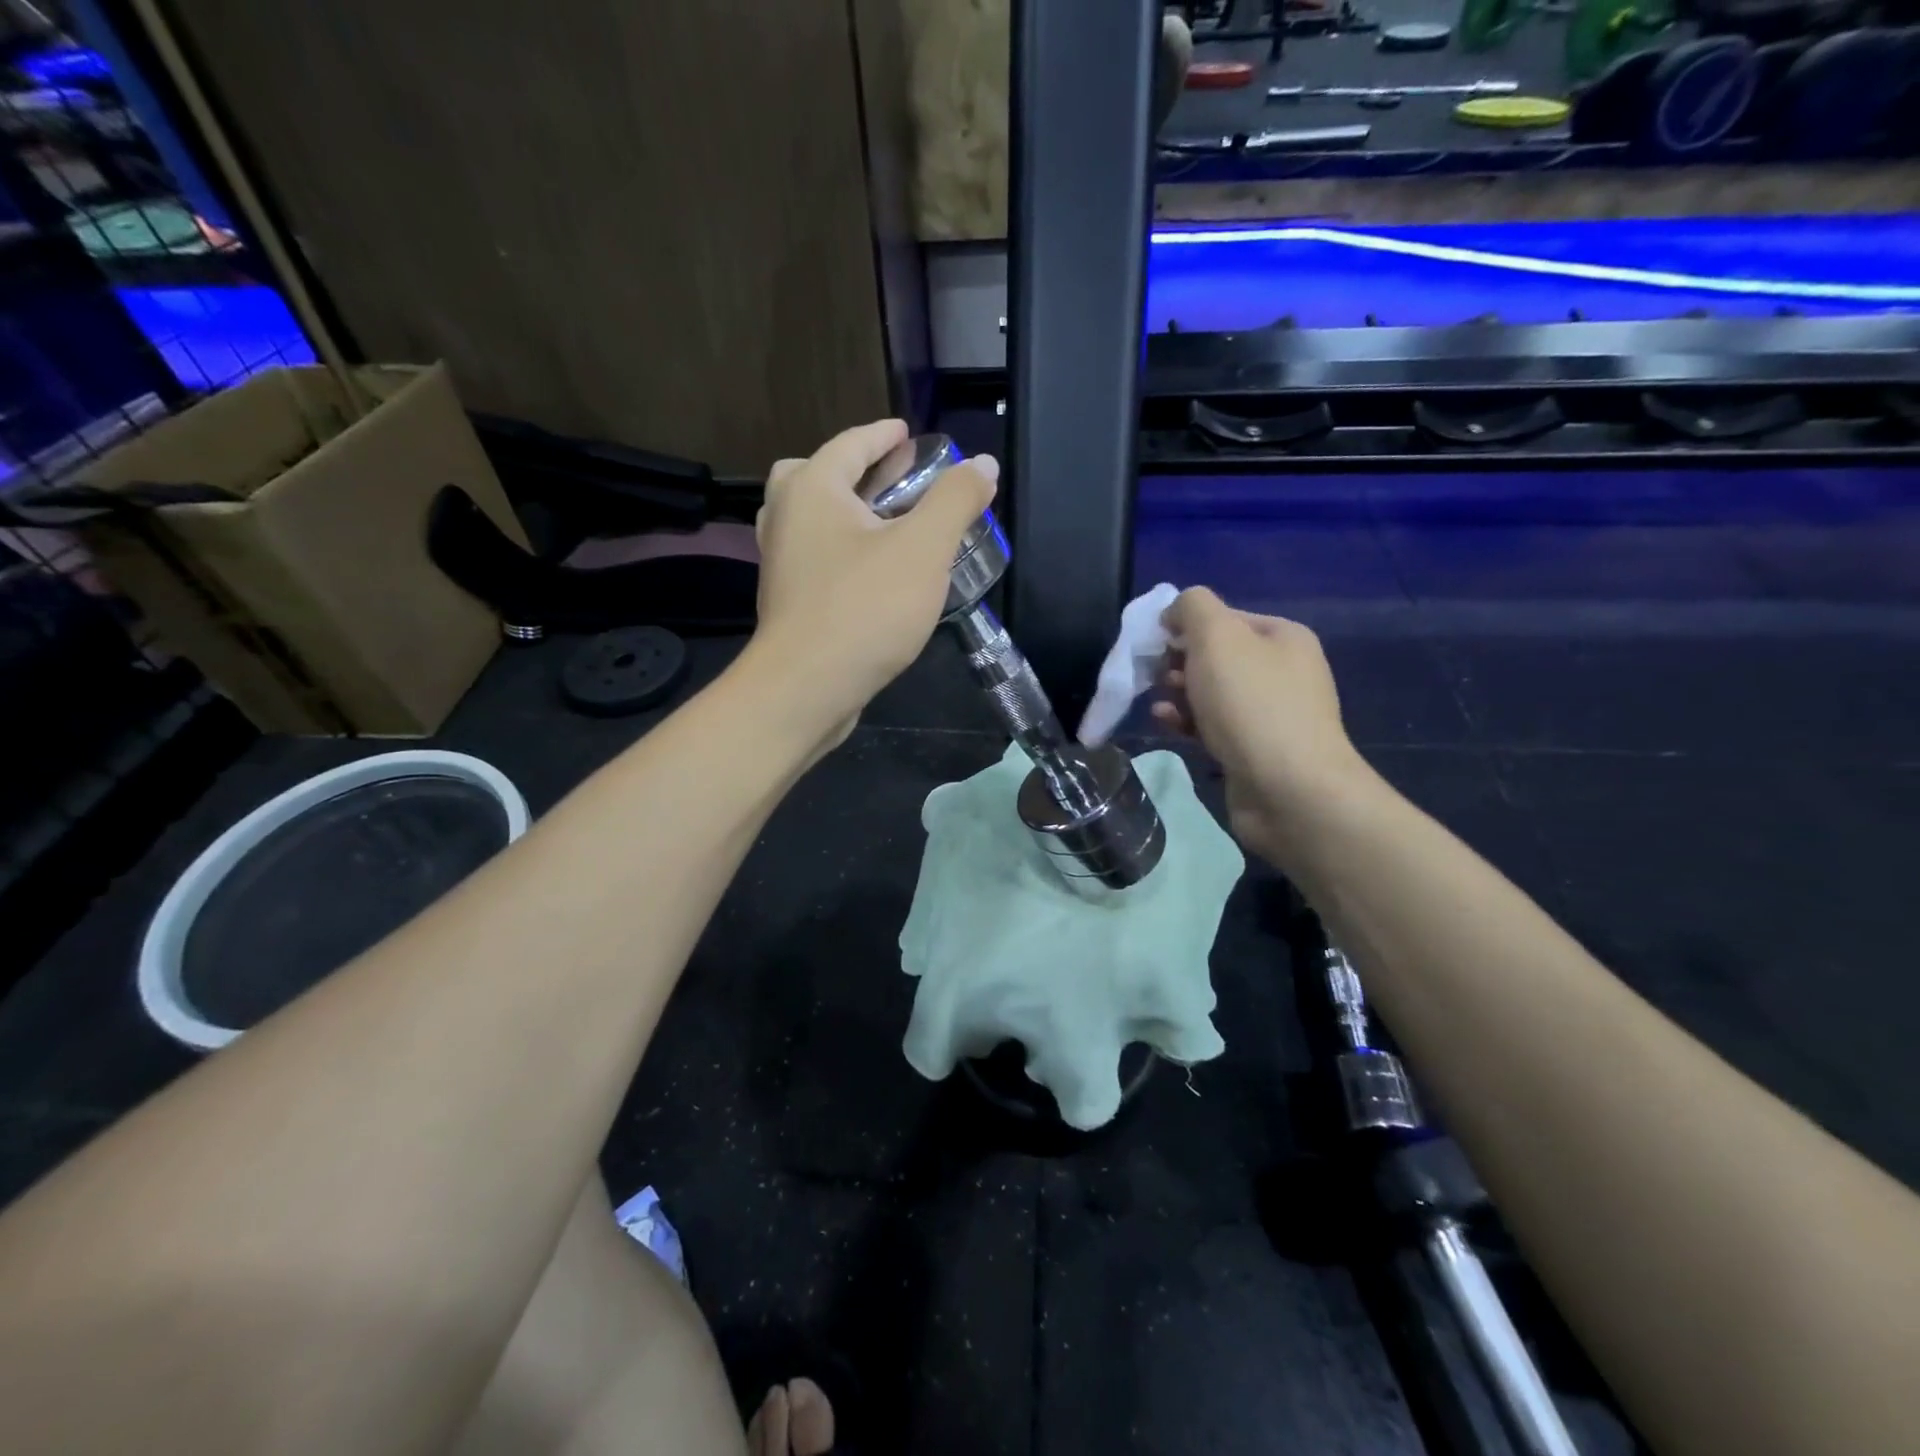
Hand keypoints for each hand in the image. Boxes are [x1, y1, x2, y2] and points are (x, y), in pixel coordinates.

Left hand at [749, 419, 997, 748]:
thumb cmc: (864, 609)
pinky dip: (839, 548)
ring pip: (808, 519)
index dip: (883, 435)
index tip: (907, 434)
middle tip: (888, 477)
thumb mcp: (923, 549)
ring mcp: (780, 563)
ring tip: (884, 523)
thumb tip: (983, 463)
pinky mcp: (788, 601)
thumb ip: (955, 500)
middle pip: (812, 475)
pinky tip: (872, 573)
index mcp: (812, 490)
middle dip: (852, 469)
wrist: (806, 688)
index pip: (850, 444)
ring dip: (842, 511)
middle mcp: (785, 517)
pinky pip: (813, 556)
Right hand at [1151, 587, 1369, 861]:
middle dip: (1179, 662)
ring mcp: (1270, 714)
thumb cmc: (1251, 704)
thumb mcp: (1217, 636)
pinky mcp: (1254, 750)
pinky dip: (1186, 722)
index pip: (1224, 617)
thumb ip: (1192, 607)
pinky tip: (1165, 723)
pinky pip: (1212, 726)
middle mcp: (1282, 671)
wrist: (1288, 789)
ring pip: (1211, 693)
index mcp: (1283, 637)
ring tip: (1158, 702)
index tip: (1155, 644)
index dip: (1185, 626)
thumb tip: (1175, 611)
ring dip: (1178, 694)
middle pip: (1216, 656)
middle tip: (1156, 676)